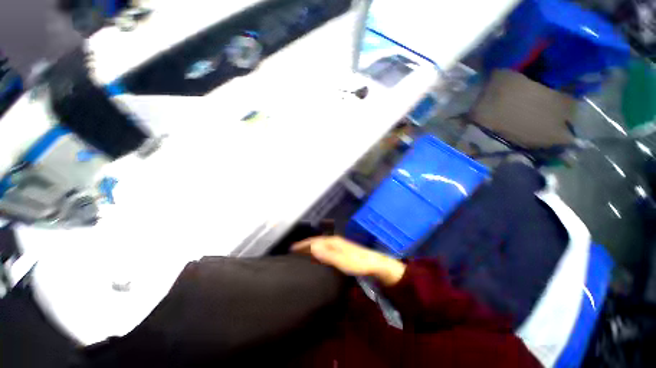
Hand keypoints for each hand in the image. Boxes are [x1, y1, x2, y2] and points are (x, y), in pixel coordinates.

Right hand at [292, 236, 405, 285]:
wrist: (375, 264)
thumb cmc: (358, 263)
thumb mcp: (342, 260)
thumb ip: (327, 254)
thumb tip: (312, 247)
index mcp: (333, 241)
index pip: (315, 240)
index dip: (303, 244)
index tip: (291, 249)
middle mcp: (335, 241)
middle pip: (317, 241)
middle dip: (306, 245)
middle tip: (294, 252)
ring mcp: (339, 245)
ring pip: (322, 245)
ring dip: (312, 248)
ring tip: (303, 254)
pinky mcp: (342, 251)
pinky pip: (326, 249)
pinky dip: (319, 251)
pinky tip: (318, 257)